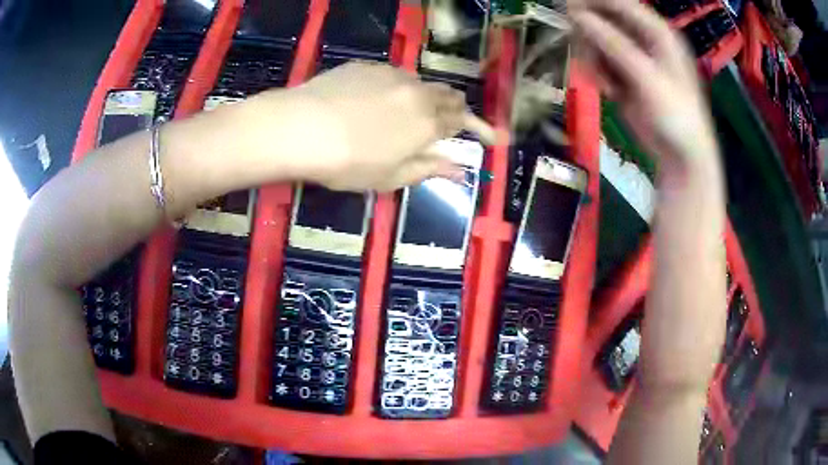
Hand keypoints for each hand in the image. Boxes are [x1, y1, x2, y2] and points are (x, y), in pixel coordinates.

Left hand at [239, 62, 493, 191]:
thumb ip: (429, 169)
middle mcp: (418, 92)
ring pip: (422, 83)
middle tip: (454, 123)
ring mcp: (392, 75)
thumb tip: (460, 170)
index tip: (493, 137)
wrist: (302, 128)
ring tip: (414, 113)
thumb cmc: (348, 162)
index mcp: (428, 123)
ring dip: (428, 98)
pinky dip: (399, 89)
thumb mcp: (392, 176)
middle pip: (449, 95)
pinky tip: (380, 100)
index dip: (479, 129)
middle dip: (457, 109)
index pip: (463, 121)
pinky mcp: (367, 66)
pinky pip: (394, 76)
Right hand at [570, 0, 718, 173]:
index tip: (566, 6)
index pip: (620, 3)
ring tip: (604, 82)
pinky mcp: (625, 74)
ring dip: (594, 58)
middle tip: (583, 52)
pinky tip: (609, 91)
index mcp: (658, 32)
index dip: (592, 2)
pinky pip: (600, 62)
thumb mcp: (646, 77)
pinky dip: (599, 73)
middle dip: (591, 35)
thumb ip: (614, 44)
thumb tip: (577, 16)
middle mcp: (645, 38)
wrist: (681, 156)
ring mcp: (634, 56)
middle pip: (605, 20)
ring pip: (598, 41)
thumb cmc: (675, 115)